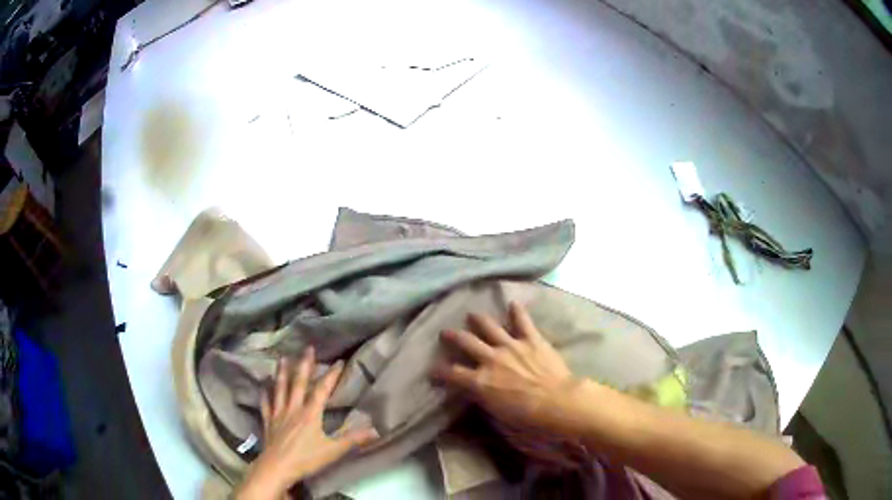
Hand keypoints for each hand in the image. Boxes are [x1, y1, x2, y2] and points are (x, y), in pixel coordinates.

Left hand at [236, 347, 378, 499]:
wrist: (277, 467)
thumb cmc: (306, 459)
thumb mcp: (333, 451)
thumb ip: (353, 439)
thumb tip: (376, 430)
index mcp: (310, 414)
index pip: (322, 390)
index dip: (331, 375)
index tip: (338, 361)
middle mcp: (293, 408)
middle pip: (299, 383)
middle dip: (304, 365)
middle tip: (307, 348)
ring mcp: (279, 414)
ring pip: (280, 389)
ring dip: (282, 373)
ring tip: (282, 358)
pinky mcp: (268, 422)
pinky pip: (266, 404)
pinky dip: (265, 394)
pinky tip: (263, 386)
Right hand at [433, 302, 579, 434]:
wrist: (557, 402)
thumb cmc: (527, 417)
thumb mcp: (497, 415)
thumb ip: (483, 401)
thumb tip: (476, 395)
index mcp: (480, 381)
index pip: (452, 374)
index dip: (439, 371)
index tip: (433, 370)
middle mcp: (490, 359)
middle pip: (466, 342)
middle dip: (453, 337)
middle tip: (445, 332)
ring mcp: (511, 346)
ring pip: (489, 327)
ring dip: (478, 320)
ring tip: (472, 315)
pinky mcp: (531, 339)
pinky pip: (523, 321)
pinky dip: (518, 311)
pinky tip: (513, 303)